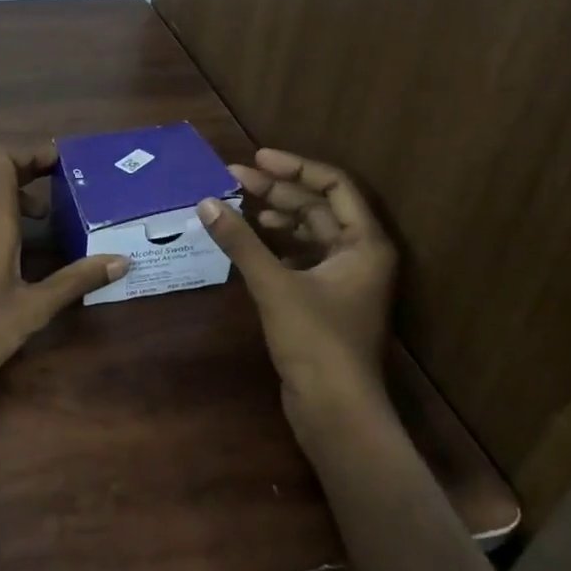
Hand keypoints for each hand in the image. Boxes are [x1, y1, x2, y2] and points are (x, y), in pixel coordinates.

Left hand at [0, 143, 126, 392]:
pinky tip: (9, 253)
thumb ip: (76, 279)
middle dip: (26, 176)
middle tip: (61, 192)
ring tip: (42, 224)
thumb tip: (121, 260)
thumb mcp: (34, 307)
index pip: (2, 159)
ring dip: (9, 199)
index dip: (30, 153)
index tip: (61, 163)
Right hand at [197, 148, 396, 430]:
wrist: (335, 411)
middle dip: (276, 191)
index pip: (334, 185)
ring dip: (274, 216)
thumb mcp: (274, 285)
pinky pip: (300, 256)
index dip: (295, 168)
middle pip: (318, 207)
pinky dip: (274, 244)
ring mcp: (344, 278)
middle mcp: (360, 255)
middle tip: (233, 178)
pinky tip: (248, 241)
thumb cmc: (315, 341)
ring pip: (308, 232)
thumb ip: (240, 241)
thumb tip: (206, 202)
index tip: (257, 159)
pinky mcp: (325, 299)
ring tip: (236, 205)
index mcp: (364, 243)